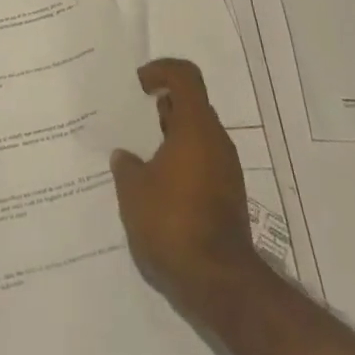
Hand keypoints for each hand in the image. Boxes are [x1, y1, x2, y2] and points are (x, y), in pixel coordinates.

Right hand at [112, 58, 267, 317]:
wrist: (219, 283)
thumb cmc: (172, 223)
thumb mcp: (133, 191)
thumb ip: (126, 165)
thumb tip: (126, 156)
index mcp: (196, 127)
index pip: (185, 77)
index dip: (161, 71)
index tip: (139, 86)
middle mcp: (216, 142)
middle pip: (192, 106)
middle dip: (162, 107)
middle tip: (134, 120)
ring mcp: (226, 171)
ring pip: (196, 137)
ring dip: (170, 137)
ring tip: (139, 156)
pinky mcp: (228, 197)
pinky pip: (201, 163)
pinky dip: (180, 162)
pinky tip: (155, 186)